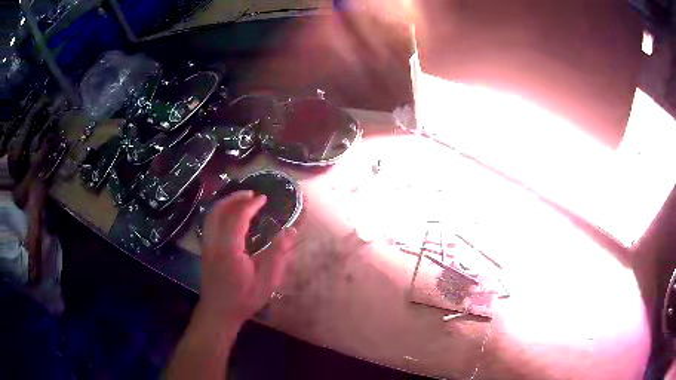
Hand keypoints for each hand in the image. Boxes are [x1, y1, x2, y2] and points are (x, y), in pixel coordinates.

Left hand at [199, 191, 296, 324]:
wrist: (219, 312)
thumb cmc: (244, 299)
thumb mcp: (266, 281)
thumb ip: (278, 255)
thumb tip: (290, 231)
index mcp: (229, 250)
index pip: (237, 218)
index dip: (250, 205)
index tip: (262, 198)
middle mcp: (214, 243)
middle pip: (218, 211)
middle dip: (235, 198)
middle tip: (251, 194)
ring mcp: (207, 246)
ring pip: (211, 216)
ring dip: (225, 203)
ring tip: (241, 200)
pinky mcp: (205, 249)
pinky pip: (209, 223)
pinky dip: (220, 212)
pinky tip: (230, 216)